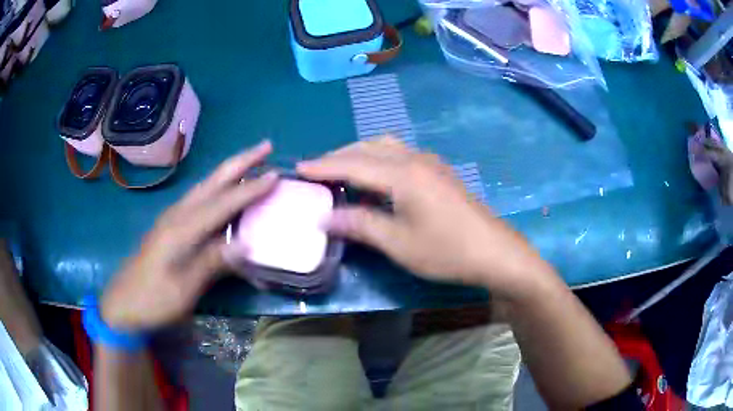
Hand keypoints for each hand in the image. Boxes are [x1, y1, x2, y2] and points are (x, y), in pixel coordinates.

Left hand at [101, 141, 277, 330]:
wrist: (123, 304)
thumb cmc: (153, 299)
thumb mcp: (183, 289)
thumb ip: (211, 263)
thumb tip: (245, 244)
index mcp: (181, 230)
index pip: (222, 203)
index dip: (250, 189)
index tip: (276, 175)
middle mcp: (177, 215)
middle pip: (212, 182)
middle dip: (240, 162)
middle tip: (265, 146)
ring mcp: (172, 218)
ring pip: (205, 186)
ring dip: (229, 171)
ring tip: (251, 161)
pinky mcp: (170, 226)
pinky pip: (199, 198)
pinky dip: (217, 187)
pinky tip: (224, 190)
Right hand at [298, 137, 555, 298]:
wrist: (494, 252)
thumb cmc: (446, 251)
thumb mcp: (397, 243)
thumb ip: (359, 224)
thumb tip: (322, 218)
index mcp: (402, 174)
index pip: (352, 163)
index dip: (322, 166)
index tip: (298, 168)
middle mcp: (414, 159)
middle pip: (367, 148)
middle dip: (338, 156)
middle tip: (315, 171)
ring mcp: (430, 163)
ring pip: (385, 147)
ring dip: (359, 155)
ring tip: (340, 172)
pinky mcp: (439, 171)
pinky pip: (400, 154)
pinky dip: (378, 160)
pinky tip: (374, 178)